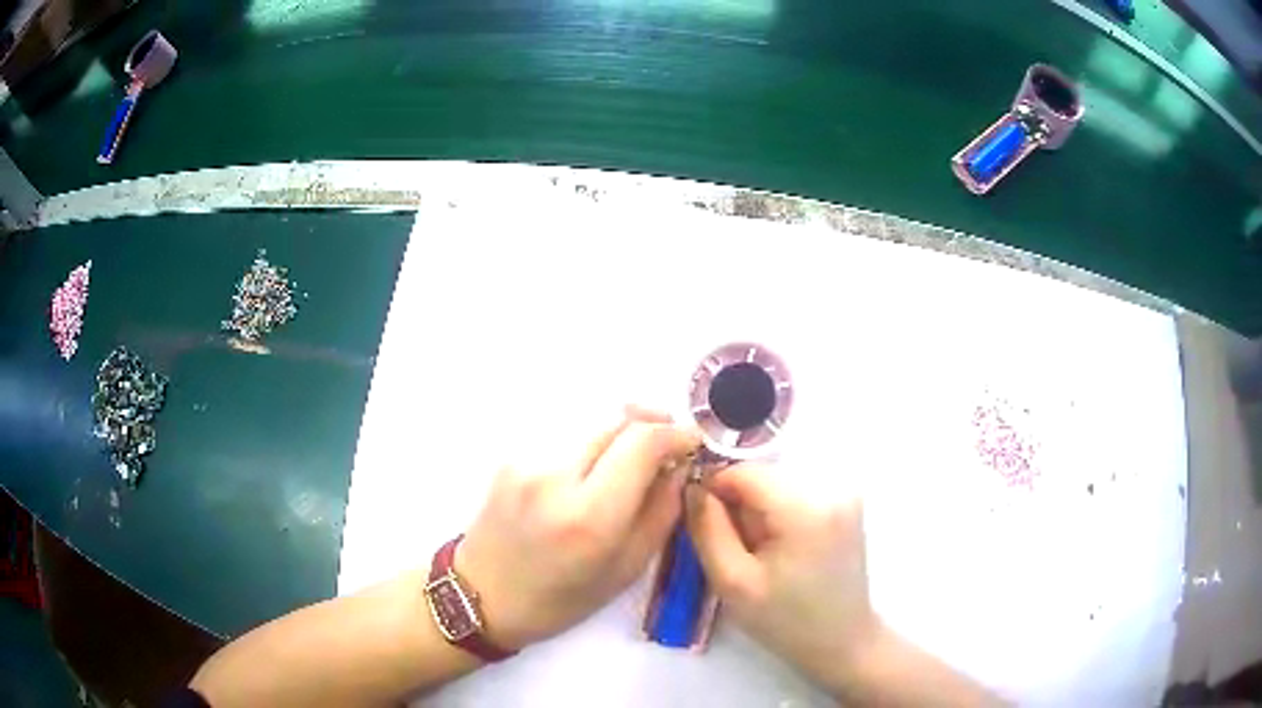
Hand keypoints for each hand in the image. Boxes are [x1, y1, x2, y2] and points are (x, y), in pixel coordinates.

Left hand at [456, 406, 700, 650]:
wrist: (482, 595)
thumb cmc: (559, 599)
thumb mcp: (626, 570)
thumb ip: (661, 512)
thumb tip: (679, 466)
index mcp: (588, 516)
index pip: (643, 442)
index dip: (676, 434)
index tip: (692, 443)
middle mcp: (554, 476)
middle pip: (618, 420)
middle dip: (652, 426)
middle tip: (667, 448)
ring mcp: (526, 460)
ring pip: (592, 421)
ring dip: (621, 432)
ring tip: (631, 459)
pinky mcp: (511, 455)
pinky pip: (565, 434)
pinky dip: (590, 443)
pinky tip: (592, 469)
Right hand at [685, 463, 874, 691]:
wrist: (841, 640)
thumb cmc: (785, 620)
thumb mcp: (733, 583)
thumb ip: (707, 529)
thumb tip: (693, 486)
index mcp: (805, 509)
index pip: (744, 471)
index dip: (714, 489)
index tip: (702, 521)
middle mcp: (832, 487)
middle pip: (763, 474)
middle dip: (739, 502)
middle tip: (734, 546)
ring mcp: (845, 491)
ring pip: (778, 481)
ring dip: (759, 507)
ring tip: (759, 550)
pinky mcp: (848, 500)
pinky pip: (797, 490)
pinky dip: (780, 511)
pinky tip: (781, 546)